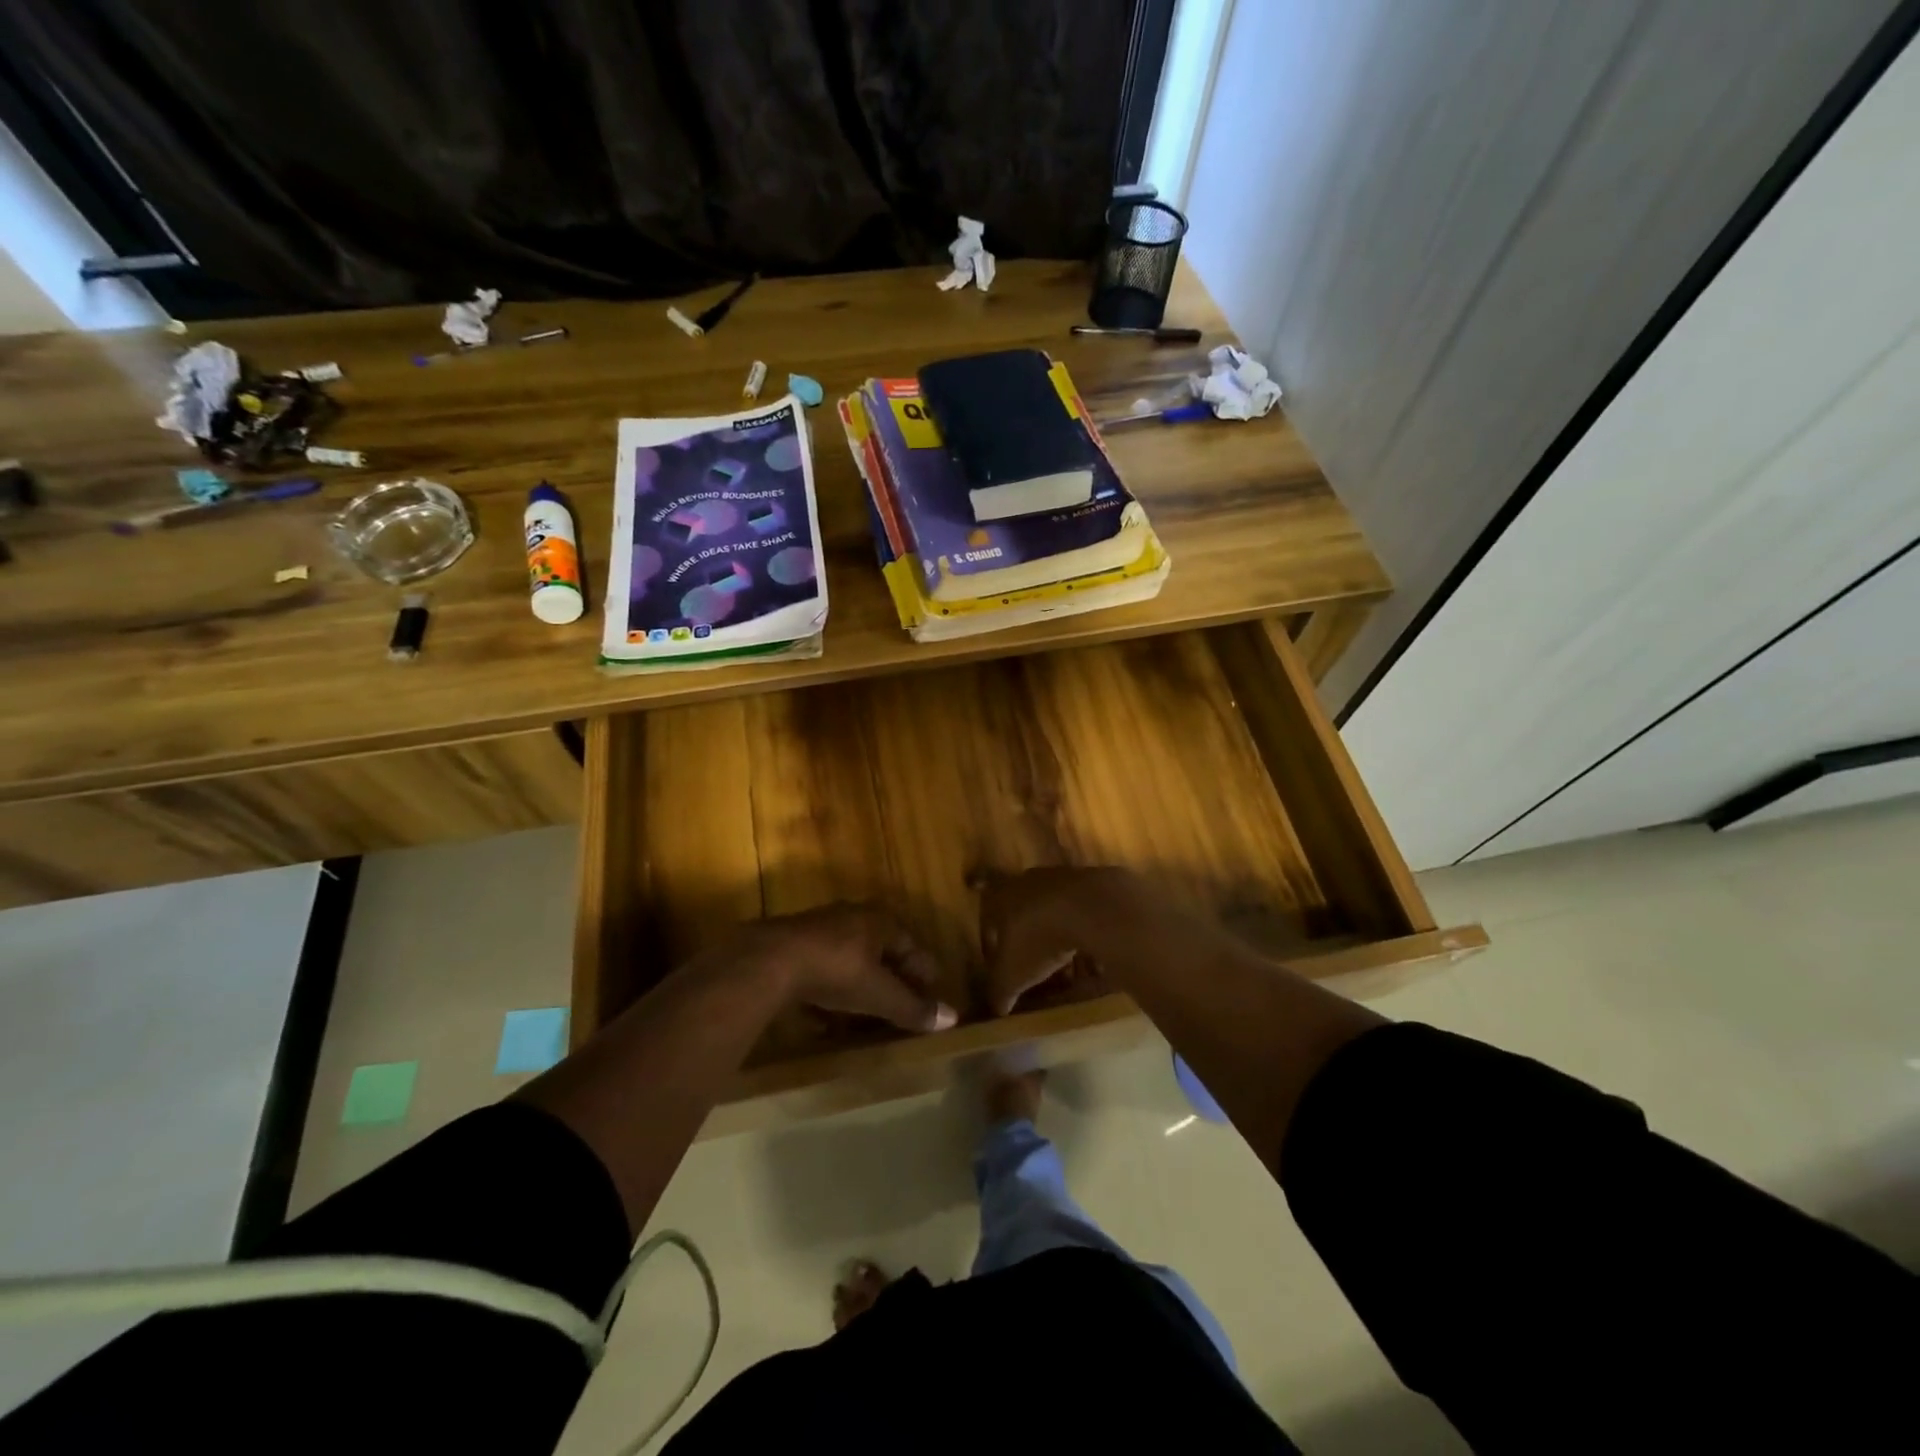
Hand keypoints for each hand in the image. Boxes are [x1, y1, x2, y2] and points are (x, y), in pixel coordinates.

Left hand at [735, 905, 956, 1033]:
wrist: (770, 961)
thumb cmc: (837, 970)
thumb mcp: (879, 993)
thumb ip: (912, 1007)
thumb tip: (953, 1018)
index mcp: (879, 921)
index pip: (910, 945)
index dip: (923, 970)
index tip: (933, 991)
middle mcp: (852, 917)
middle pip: (881, 949)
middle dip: (892, 975)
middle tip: (903, 1001)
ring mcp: (820, 929)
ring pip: (850, 957)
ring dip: (860, 982)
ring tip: (867, 1010)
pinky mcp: (793, 946)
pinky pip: (823, 968)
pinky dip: (831, 988)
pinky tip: (827, 1013)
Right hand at [977, 867, 1139, 1014]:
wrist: (1090, 908)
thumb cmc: (1037, 939)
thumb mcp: (1012, 974)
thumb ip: (1000, 991)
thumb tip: (997, 1009)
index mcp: (1000, 897)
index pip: (987, 919)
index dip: (991, 943)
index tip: (998, 964)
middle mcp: (1026, 882)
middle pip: (1020, 910)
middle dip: (1024, 936)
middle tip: (1030, 961)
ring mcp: (1059, 877)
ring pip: (1050, 909)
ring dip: (1054, 931)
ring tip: (1063, 959)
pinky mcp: (1089, 881)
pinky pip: (1079, 910)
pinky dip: (1081, 928)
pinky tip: (1090, 949)